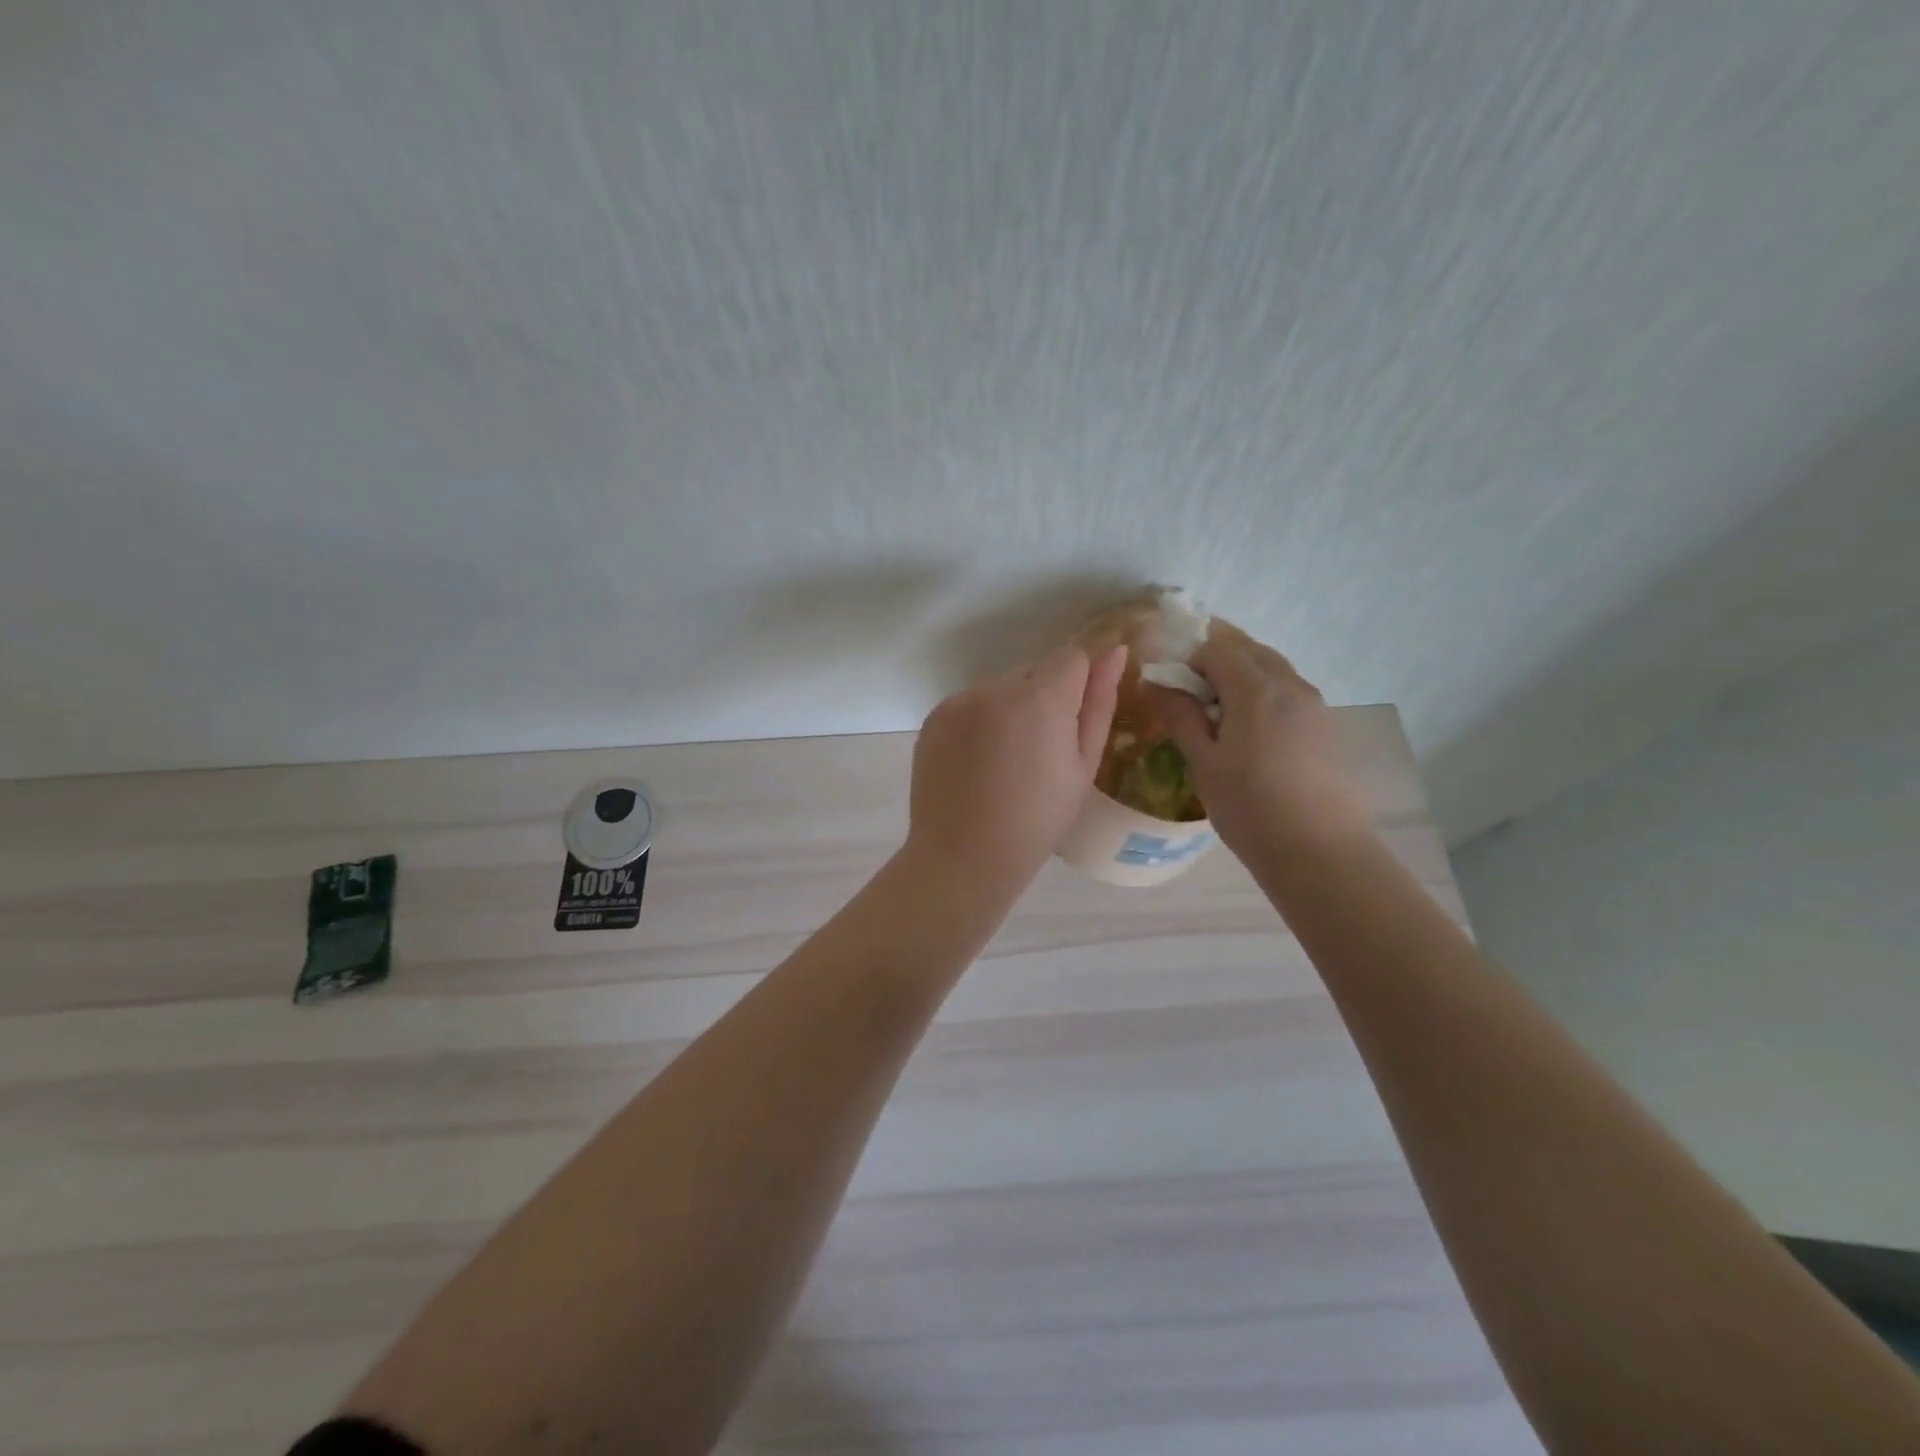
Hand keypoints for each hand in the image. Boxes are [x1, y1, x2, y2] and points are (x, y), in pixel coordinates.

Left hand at [907, 644, 1126, 898]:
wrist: (963, 857)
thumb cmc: (1037, 822)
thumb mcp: (1083, 767)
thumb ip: (1099, 703)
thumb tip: (1114, 653)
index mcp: (1040, 698)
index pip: (1071, 656)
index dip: (1079, 683)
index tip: (1074, 719)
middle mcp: (995, 688)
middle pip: (1033, 671)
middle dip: (1043, 698)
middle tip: (1040, 752)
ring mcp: (959, 701)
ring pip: (1000, 688)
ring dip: (1010, 709)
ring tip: (1005, 762)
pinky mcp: (934, 717)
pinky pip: (969, 704)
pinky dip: (979, 722)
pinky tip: (978, 763)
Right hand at [1147, 637, 1372, 860]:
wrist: (1320, 853)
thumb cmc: (1249, 807)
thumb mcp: (1204, 762)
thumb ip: (1180, 716)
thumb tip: (1155, 683)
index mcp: (1255, 688)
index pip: (1216, 649)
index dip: (1189, 665)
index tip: (1176, 698)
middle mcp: (1290, 684)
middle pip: (1249, 652)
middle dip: (1218, 666)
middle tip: (1197, 706)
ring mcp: (1316, 705)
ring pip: (1273, 671)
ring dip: (1244, 681)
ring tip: (1225, 725)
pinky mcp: (1328, 727)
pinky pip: (1291, 694)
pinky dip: (1267, 699)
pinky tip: (1256, 742)